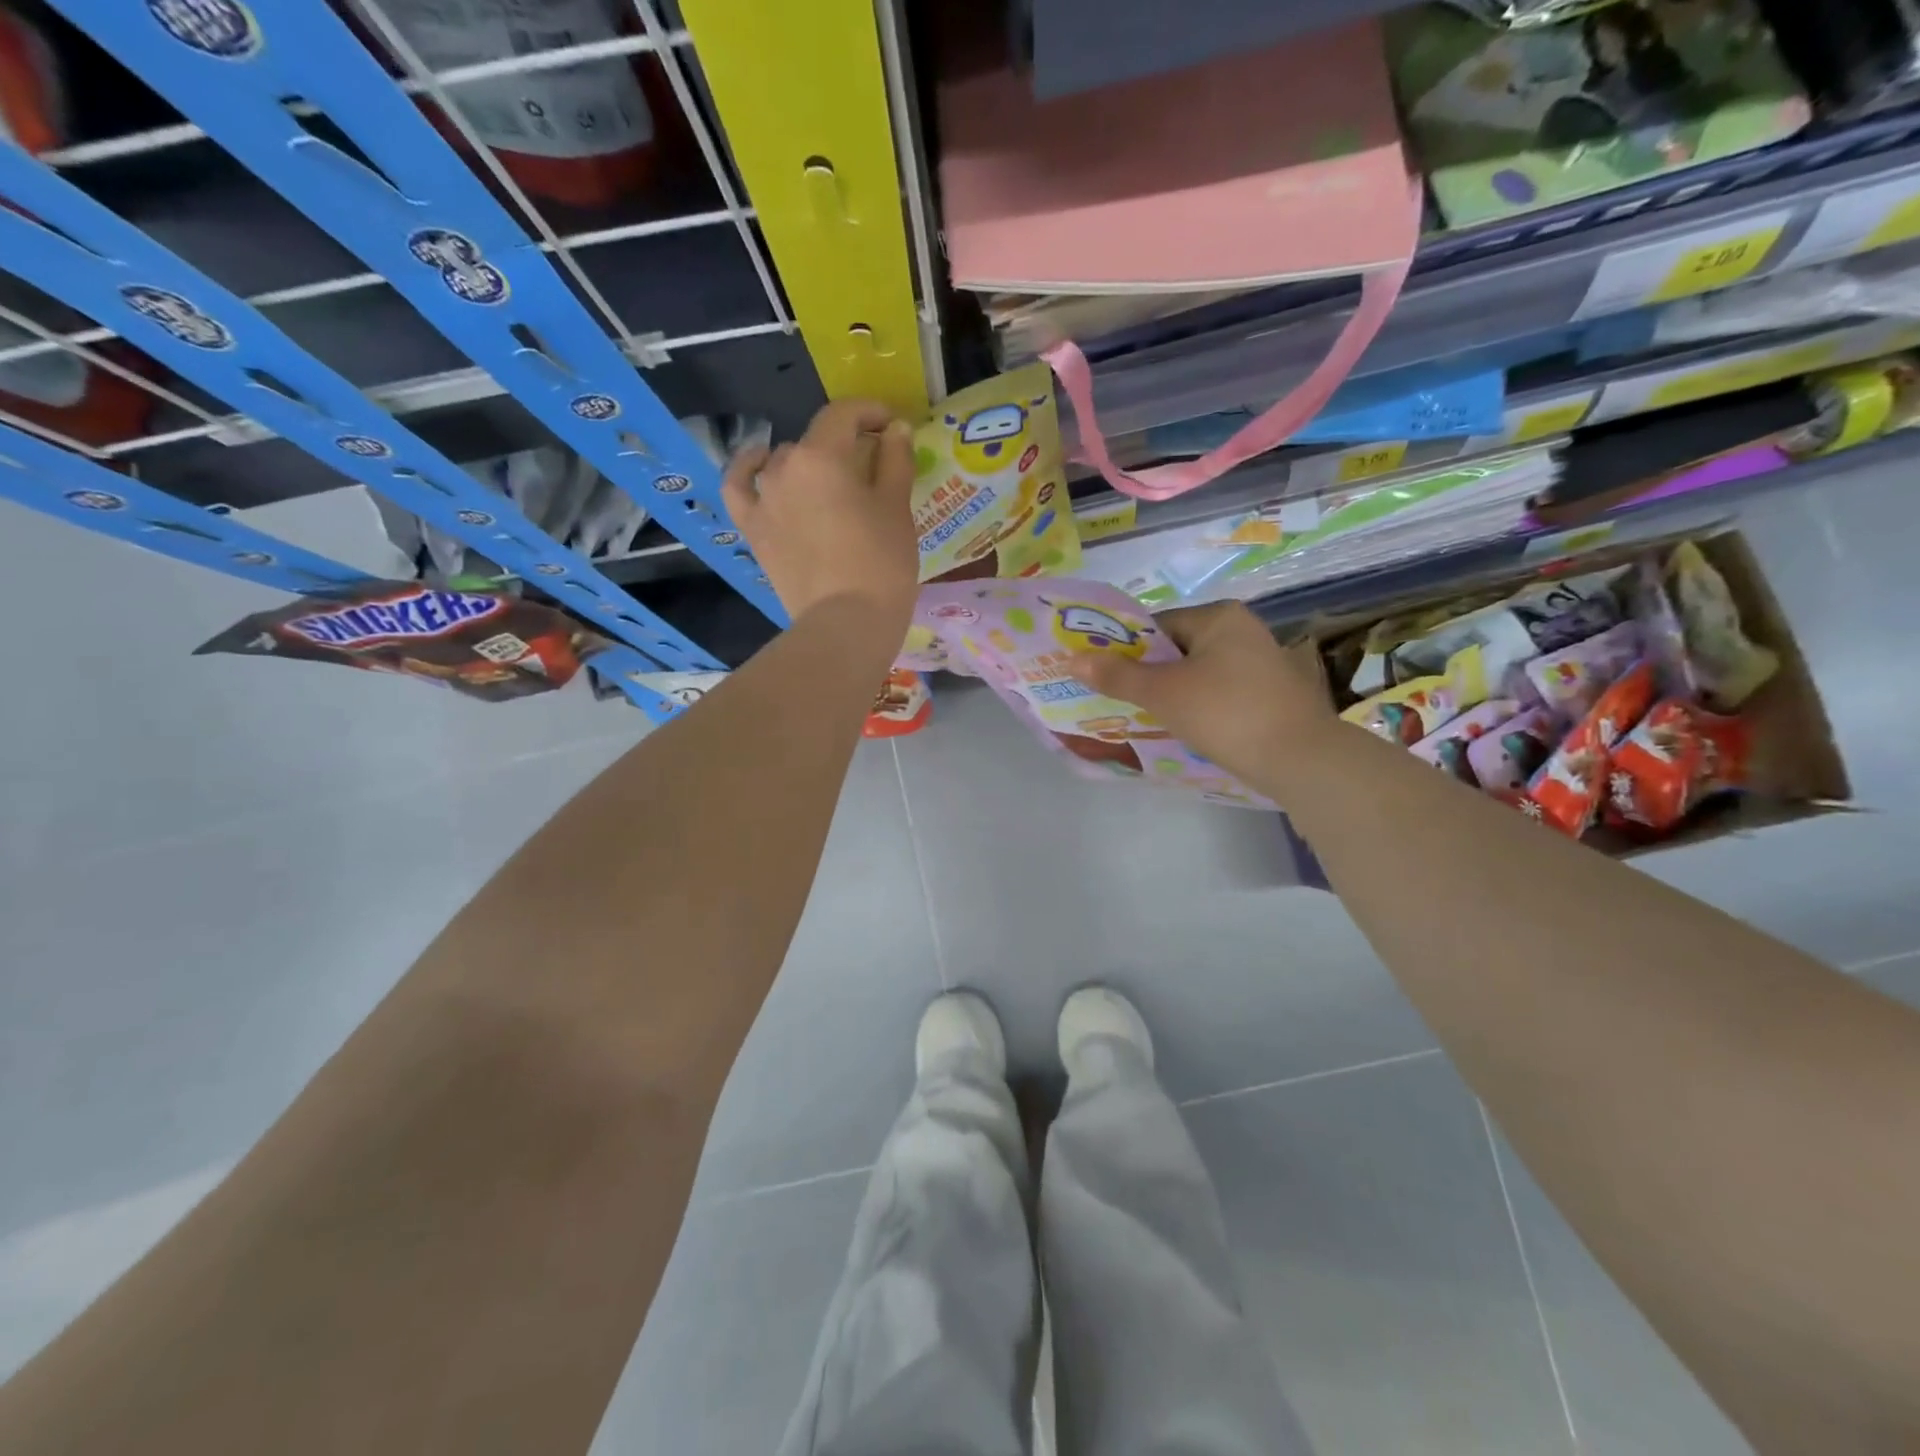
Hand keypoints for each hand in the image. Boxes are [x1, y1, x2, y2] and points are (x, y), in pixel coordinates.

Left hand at [722, 399, 918, 624]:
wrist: (845, 624)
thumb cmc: (881, 564)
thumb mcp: (897, 509)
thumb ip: (895, 461)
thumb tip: (895, 429)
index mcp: (822, 456)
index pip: (844, 415)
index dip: (870, 412)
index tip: (891, 426)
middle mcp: (784, 467)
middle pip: (816, 441)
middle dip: (844, 445)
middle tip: (872, 467)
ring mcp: (762, 500)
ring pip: (784, 463)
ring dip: (809, 463)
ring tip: (830, 482)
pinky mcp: (754, 531)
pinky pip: (739, 488)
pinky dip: (748, 471)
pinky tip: (760, 465)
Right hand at [1066, 601, 1335, 790]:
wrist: (1300, 759)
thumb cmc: (1226, 713)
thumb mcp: (1164, 693)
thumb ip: (1118, 676)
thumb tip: (1072, 660)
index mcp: (1219, 617)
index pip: (1157, 625)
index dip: (1127, 651)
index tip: (1107, 678)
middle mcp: (1243, 630)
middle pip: (1177, 649)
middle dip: (1149, 675)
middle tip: (1123, 702)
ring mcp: (1261, 662)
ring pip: (1198, 673)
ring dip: (1173, 693)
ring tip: (1149, 718)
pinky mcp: (1270, 693)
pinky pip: (1220, 692)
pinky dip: (1200, 706)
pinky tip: (1187, 729)